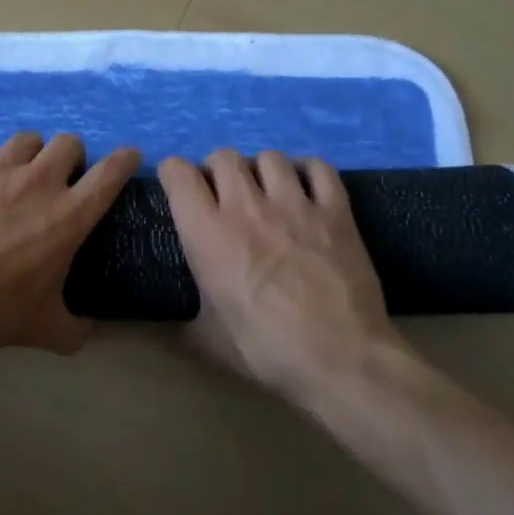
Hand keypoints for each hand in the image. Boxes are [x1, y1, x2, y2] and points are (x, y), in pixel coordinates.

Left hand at [0, 133, 140, 353]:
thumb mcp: (43, 328)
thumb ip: (73, 329)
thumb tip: (87, 331)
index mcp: (69, 215)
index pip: (111, 172)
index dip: (124, 159)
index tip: (128, 157)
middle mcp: (38, 180)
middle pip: (68, 143)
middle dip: (69, 157)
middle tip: (57, 179)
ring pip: (24, 140)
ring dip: (26, 155)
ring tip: (12, 175)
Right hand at [159, 149, 398, 398]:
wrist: (339, 358)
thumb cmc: (267, 350)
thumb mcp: (209, 341)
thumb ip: (187, 319)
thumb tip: (175, 322)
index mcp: (207, 233)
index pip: (177, 172)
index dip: (173, 175)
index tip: (179, 189)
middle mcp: (246, 206)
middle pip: (224, 156)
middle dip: (218, 171)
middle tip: (224, 196)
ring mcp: (294, 203)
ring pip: (270, 157)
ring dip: (262, 170)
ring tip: (268, 192)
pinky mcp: (335, 210)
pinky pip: (319, 168)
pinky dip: (309, 172)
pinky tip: (307, 189)